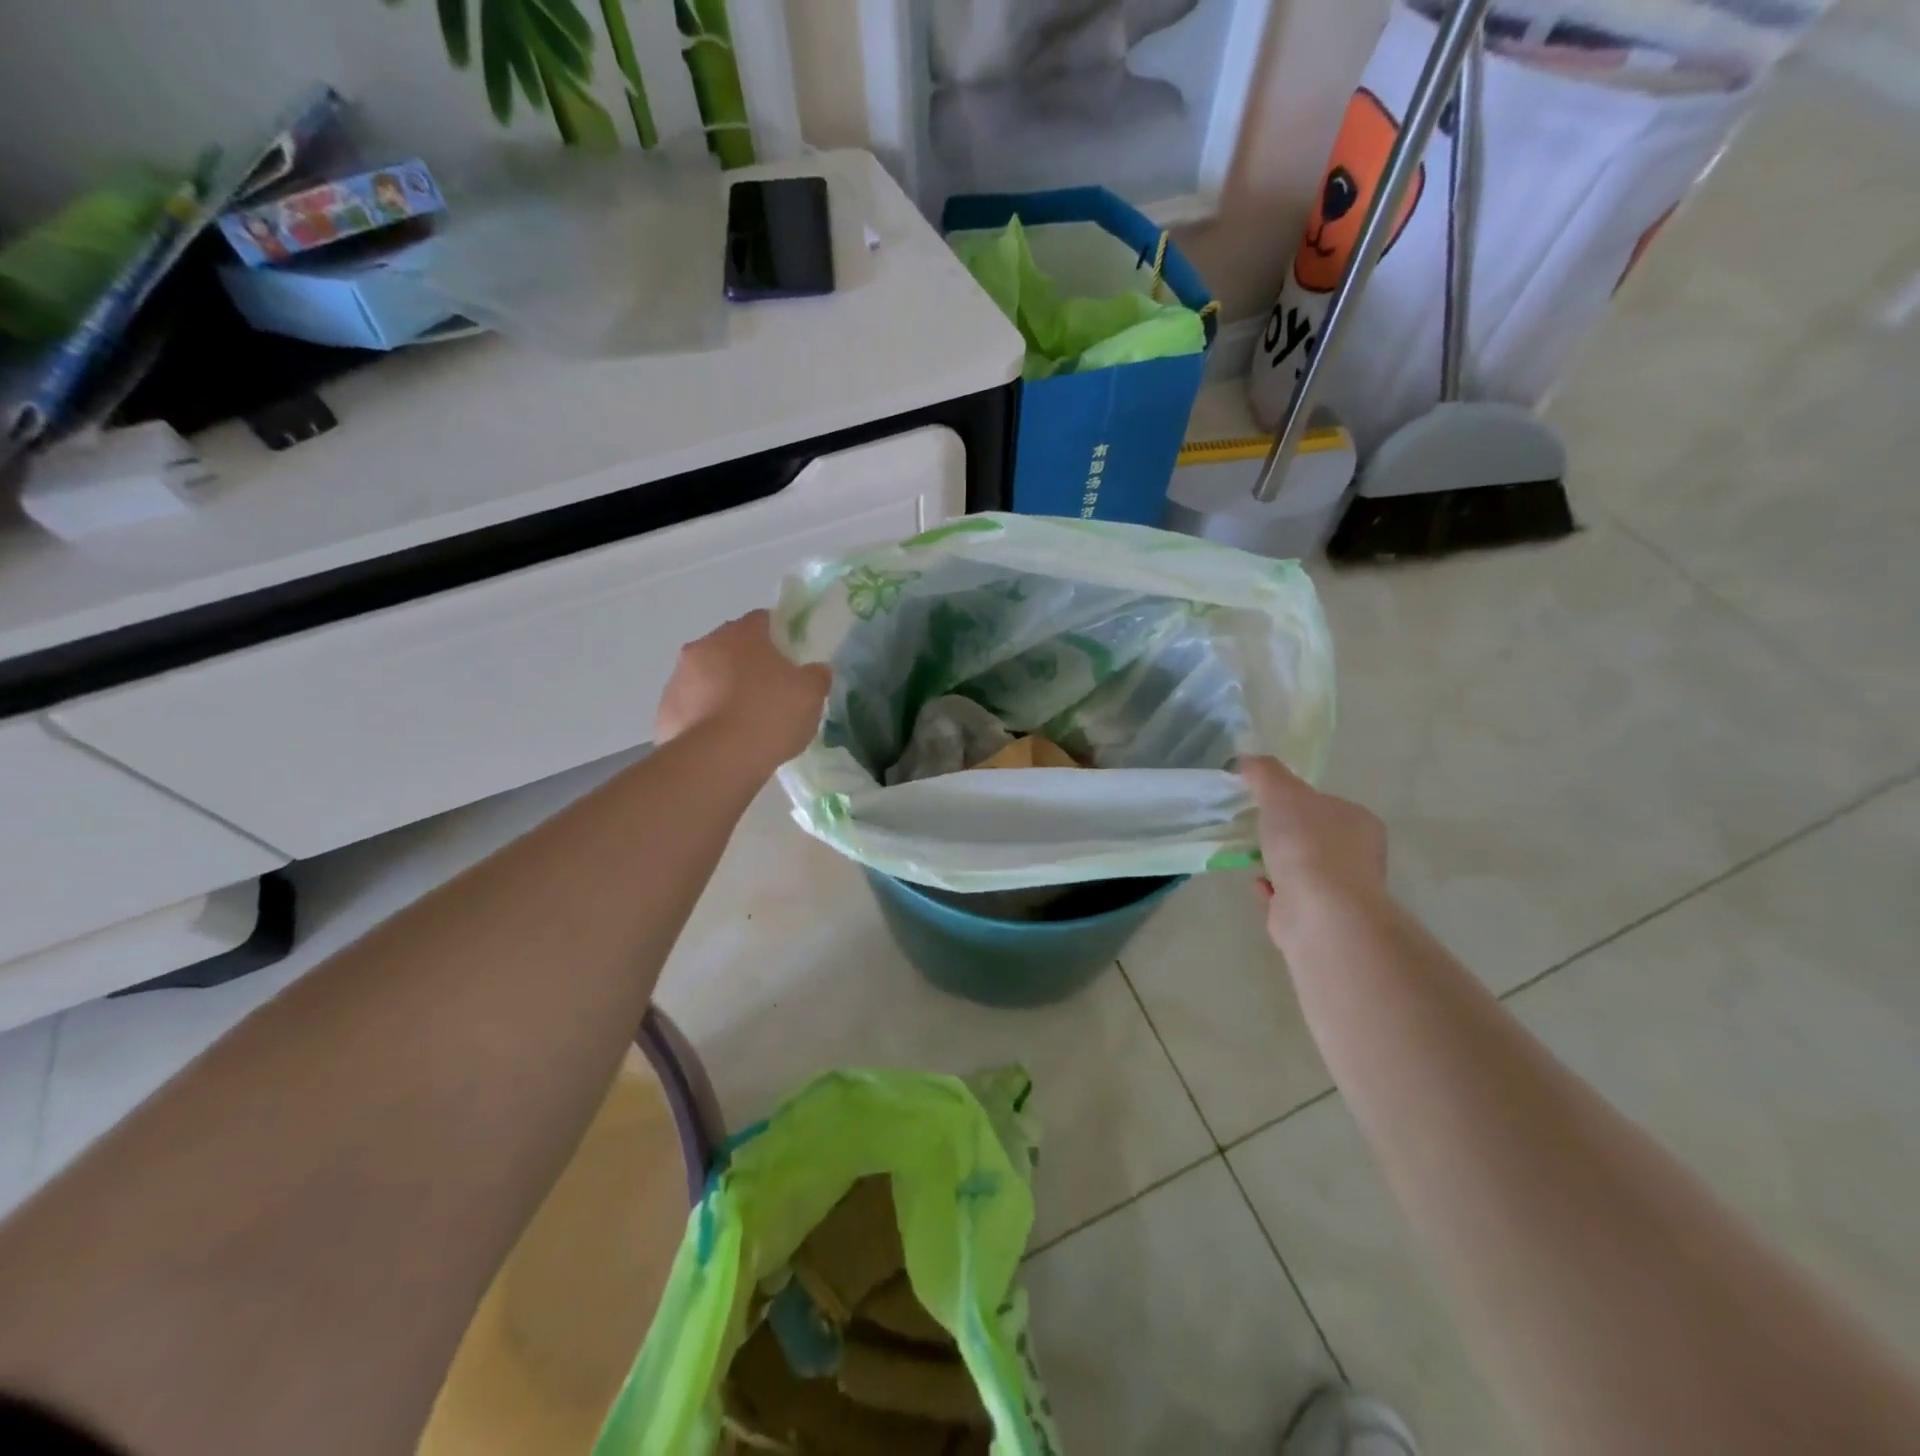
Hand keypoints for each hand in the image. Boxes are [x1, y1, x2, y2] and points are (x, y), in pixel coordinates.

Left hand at [656, 610, 831, 769]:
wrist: (717, 760)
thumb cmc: (769, 716)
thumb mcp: (811, 695)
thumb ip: (816, 676)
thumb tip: (816, 670)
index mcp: (742, 635)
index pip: (762, 620)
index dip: (778, 635)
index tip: (790, 658)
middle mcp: (704, 646)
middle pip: (730, 647)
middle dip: (747, 663)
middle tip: (769, 691)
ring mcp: (679, 678)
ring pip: (706, 676)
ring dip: (722, 689)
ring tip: (744, 721)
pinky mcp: (665, 710)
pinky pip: (691, 706)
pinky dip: (705, 716)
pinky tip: (723, 740)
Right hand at [1242, 756, 1387, 941]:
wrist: (1318, 913)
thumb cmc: (1307, 846)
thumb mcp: (1282, 793)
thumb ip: (1265, 773)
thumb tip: (1247, 761)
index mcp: (1358, 822)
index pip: (1324, 803)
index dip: (1294, 800)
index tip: (1264, 801)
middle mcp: (1356, 855)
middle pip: (1312, 835)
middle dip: (1282, 833)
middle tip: (1251, 826)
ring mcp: (1339, 890)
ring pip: (1300, 867)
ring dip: (1274, 861)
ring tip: (1245, 853)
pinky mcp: (1318, 916)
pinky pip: (1288, 894)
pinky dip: (1271, 887)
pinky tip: (1255, 882)